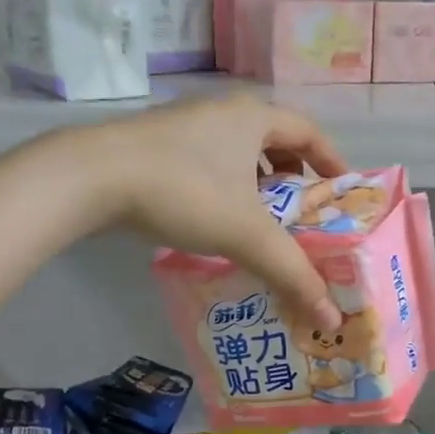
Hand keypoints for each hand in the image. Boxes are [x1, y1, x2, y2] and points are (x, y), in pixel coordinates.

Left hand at [71, 93, 348, 330]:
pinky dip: (225, 187)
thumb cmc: (184, 192)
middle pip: (272, 139)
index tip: (341, 189)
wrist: (92, 177)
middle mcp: (221, 112)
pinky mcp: (155, 146)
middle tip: (302, 210)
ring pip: (236, 152)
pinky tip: (216, 219)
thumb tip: (333, 321)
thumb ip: (292, 274)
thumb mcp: (247, 235)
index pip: (309, 131)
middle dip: (293, 174)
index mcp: (253, 117)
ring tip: (263, 219)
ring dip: (256, 182)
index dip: (331, 159)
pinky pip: (207, 163)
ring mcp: (184, 125)